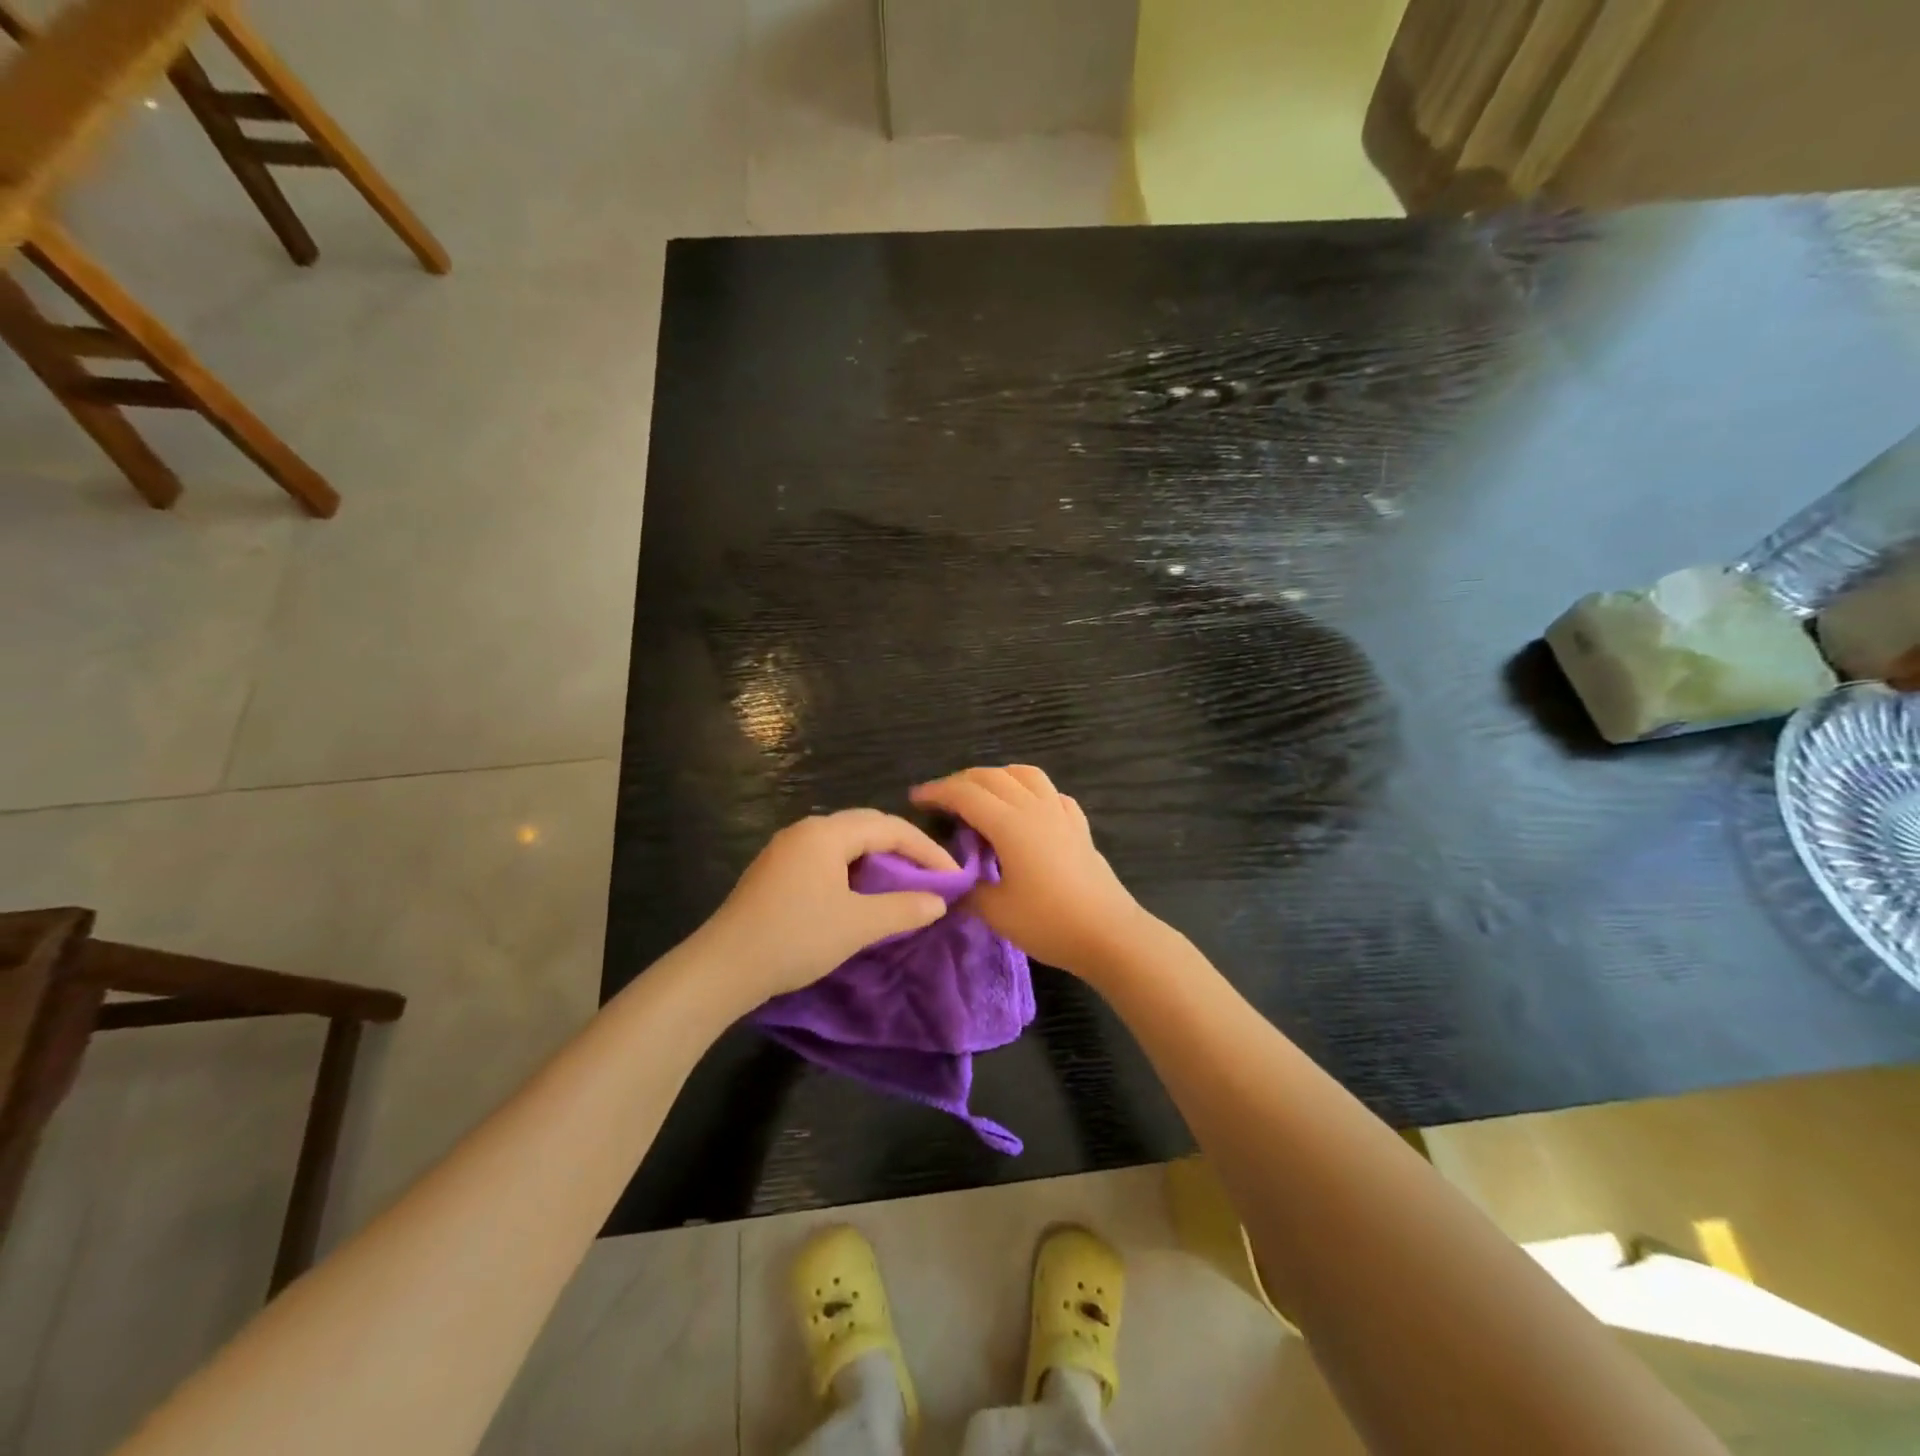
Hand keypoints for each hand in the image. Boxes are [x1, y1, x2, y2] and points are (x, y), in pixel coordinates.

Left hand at [698, 809, 958, 1004]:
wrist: (722, 968)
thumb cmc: (795, 938)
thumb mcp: (857, 925)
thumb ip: (903, 909)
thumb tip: (938, 902)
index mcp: (827, 833)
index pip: (890, 828)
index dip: (926, 850)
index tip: (953, 877)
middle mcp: (806, 831)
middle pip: (867, 827)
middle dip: (904, 849)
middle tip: (931, 876)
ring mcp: (786, 849)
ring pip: (845, 843)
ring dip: (878, 859)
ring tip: (902, 885)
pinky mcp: (775, 871)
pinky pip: (826, 858)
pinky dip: (853, 870)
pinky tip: (860, 894)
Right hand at [910, 765, 1149, 980]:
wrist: (1109, 934)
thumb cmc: (1049, 922)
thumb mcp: (996, 912)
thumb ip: (967, 891)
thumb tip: (949, 884)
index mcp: (1009, 823)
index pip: (965, 794)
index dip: (937, 792)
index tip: (916, 799)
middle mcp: (1034, 807)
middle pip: (992, 776)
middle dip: (961, 781)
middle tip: (941, 799)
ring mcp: (1060, 813)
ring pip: (1025, 775)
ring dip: (998, 777)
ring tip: (982, 795)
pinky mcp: (1079, 827)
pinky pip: (1052, 794)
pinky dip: (1031, 791)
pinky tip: (1027, 810)